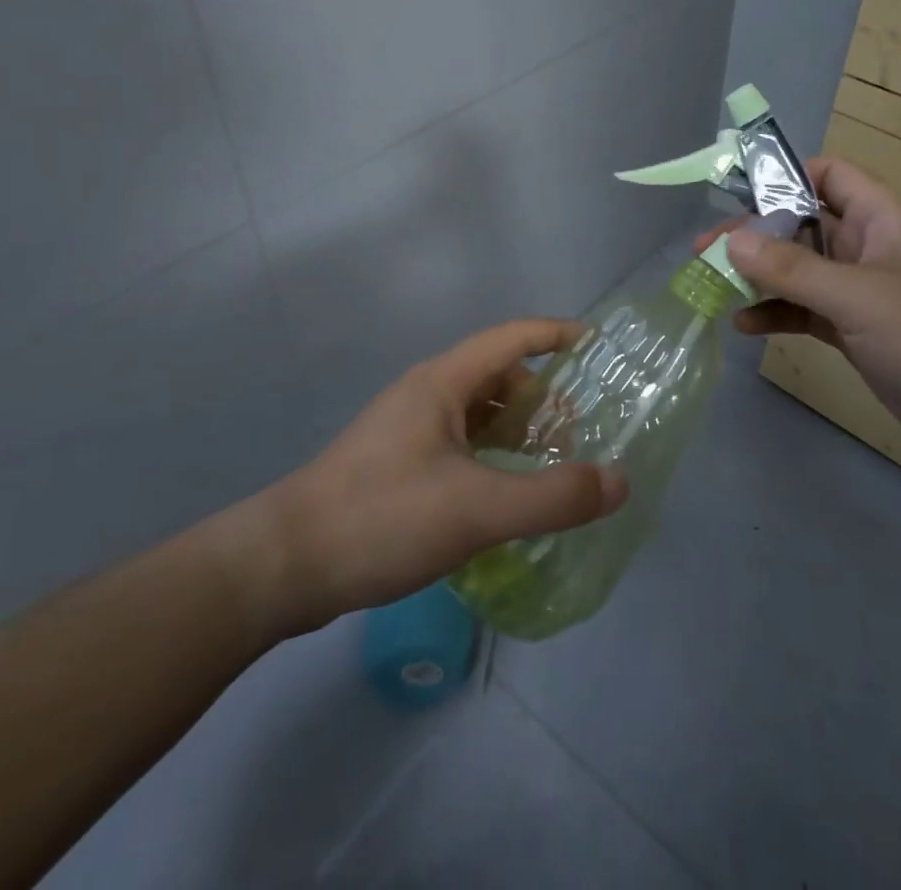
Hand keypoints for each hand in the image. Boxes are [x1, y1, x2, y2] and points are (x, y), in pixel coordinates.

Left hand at [231, 320, 629, 638]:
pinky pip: (460, 443)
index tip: (600, 347)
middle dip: (542, 397)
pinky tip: (503, 495)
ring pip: (478, 413)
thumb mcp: (476, 509)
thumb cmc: (380, 518)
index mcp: (443, 383)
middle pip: (499, 375)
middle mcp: (426, 395)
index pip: (512, 337)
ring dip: (516, 429)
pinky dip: (492, 456)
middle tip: (577, 435)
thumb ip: (552, 497)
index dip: (558, 334)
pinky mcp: (396, 465)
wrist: (282, 566)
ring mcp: (407, 429)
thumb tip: (618, 481)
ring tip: (548, 466)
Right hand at [696, 157, 900, 484]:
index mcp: (880, 217)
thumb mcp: (859, 295)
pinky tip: (745, 326)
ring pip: (799, 272)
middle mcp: (868, 247)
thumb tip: (732, 242)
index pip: (825, 176)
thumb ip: (793, 269)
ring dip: (759, 278)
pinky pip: (806, 311)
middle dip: (755, 237)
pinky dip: (777, 314)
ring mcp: (862, 292)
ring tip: (711, 288)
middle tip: (704, 253)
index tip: (734, 198)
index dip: (782, 178)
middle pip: (801, 226)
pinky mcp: (857, 332)